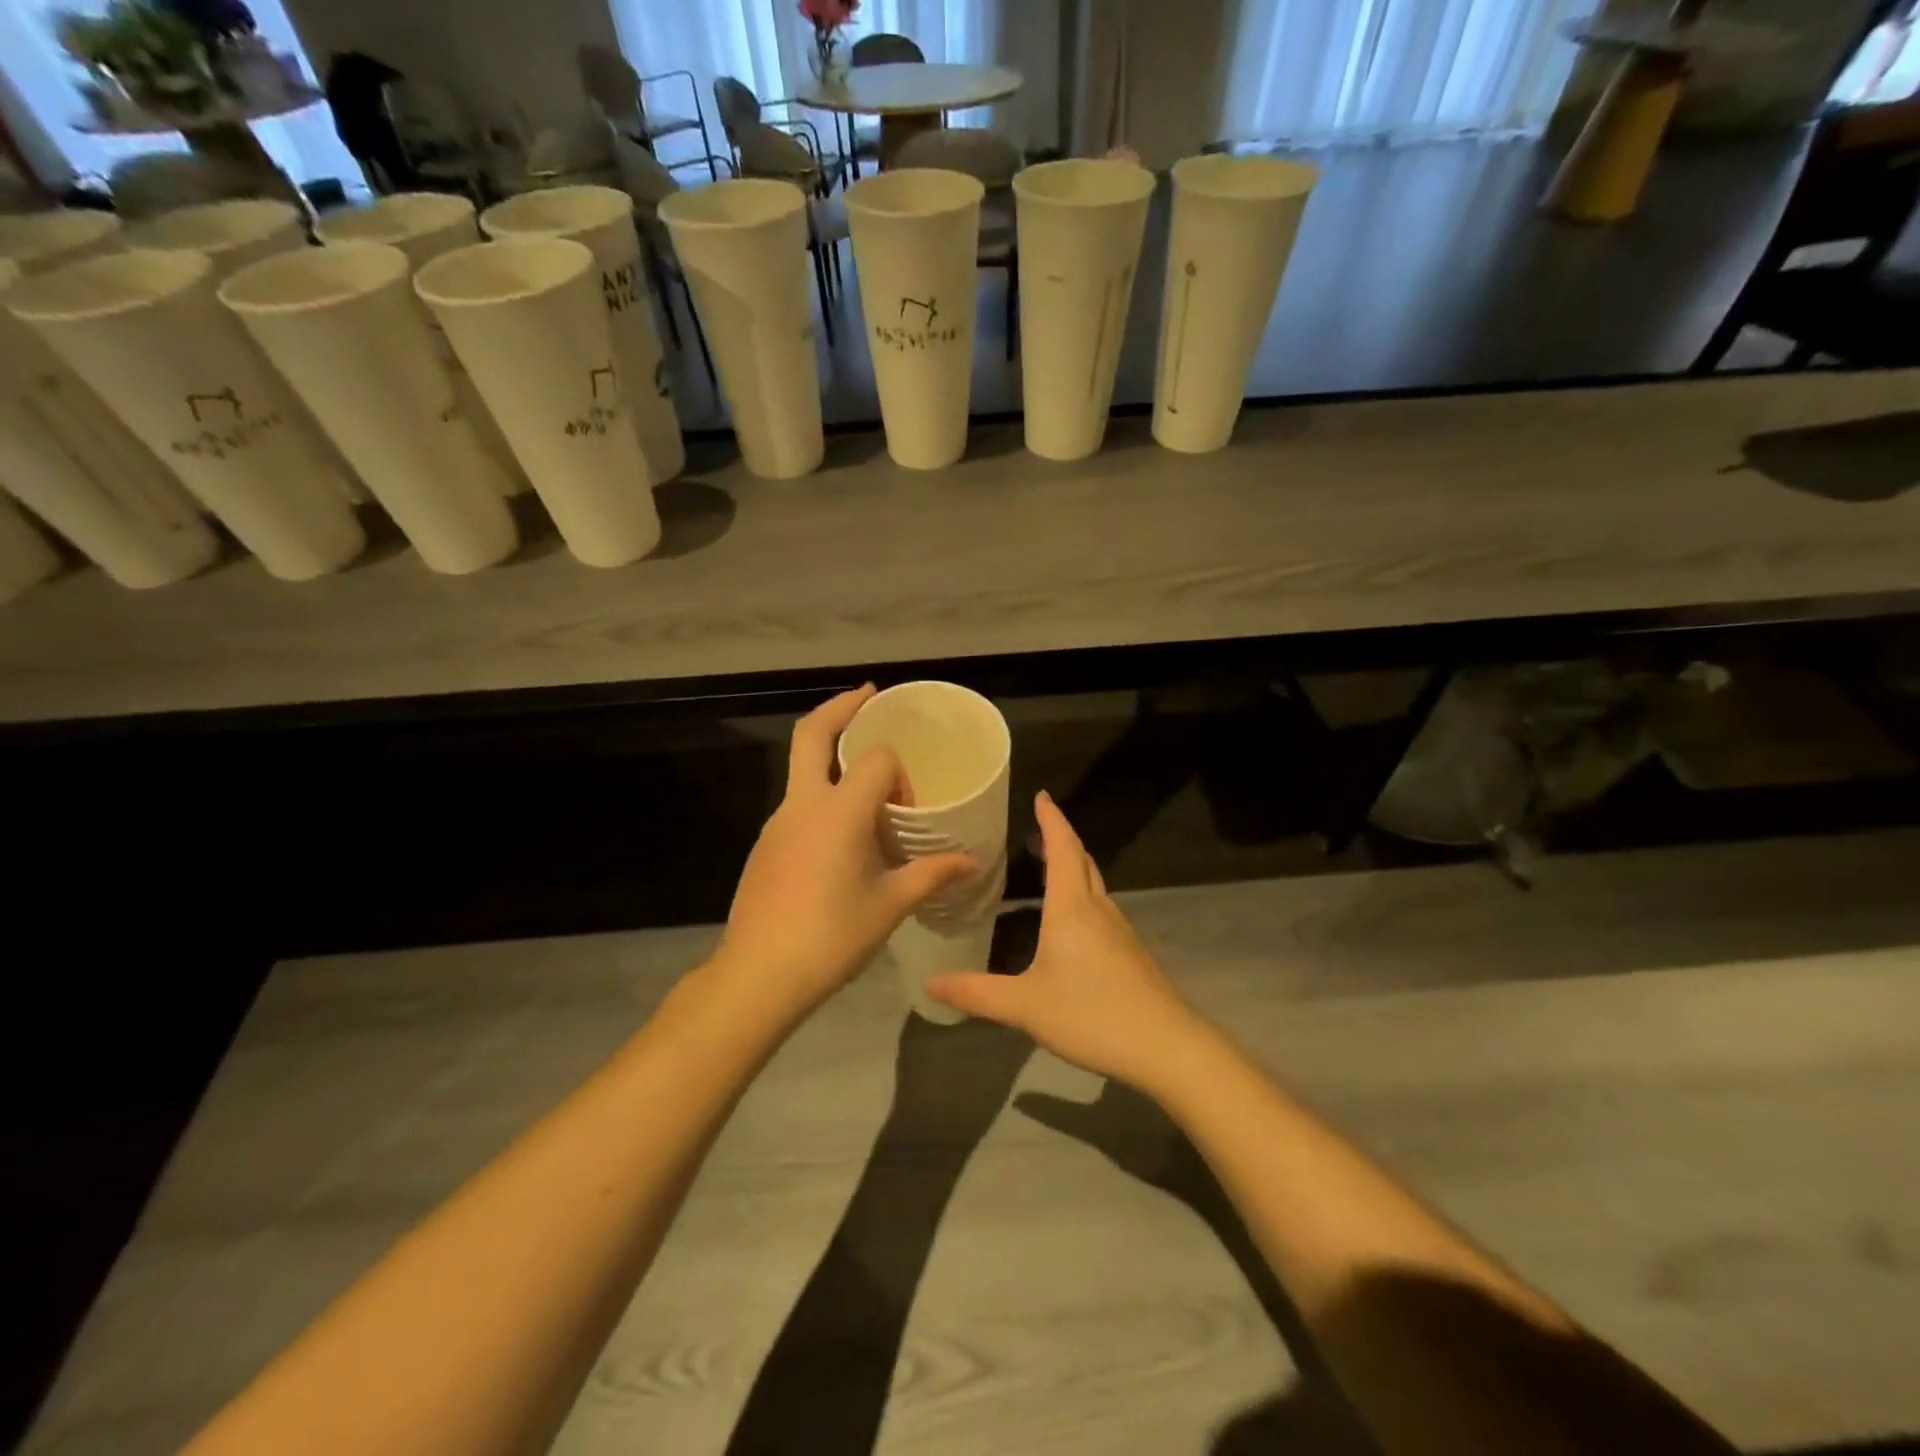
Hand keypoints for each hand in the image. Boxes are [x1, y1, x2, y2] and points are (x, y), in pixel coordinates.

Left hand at [713, 686, 974, 1019]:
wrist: (758, 975)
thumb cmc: (831, 937)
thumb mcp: (890, 905)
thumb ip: (931, 875)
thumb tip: (970, 862)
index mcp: (838, 812)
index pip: (875, 760)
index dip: (899, 775)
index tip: (908, 810)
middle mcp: (802, 804)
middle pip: (812, 733)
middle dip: (841, 707)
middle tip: (869, 696)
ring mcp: (777, 822)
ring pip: (801, 767)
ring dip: (831, 755)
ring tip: (866, 780)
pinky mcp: (765, 843)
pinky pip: (797, 802)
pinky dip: (821, 794)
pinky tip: (842, 836)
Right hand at [927, 791, 1206, 1090]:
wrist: (1166, 1046)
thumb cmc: (1092, 1014)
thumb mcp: (1025, 1006)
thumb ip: (977, 993)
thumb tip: (930, 984)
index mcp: (1071, 907)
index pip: (1063, 847)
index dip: (1051, 819)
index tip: (1041, 795)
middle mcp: (1098, 909)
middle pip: (1082, 860)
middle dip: (1060, 839)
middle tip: (1036, 831)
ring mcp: (1119, 930)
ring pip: (1094, 884)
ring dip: (1073, 866)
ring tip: (1049, 868)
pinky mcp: (1130, 952)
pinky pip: (1101, 907)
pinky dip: (1082, 895)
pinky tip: (1070, 922)